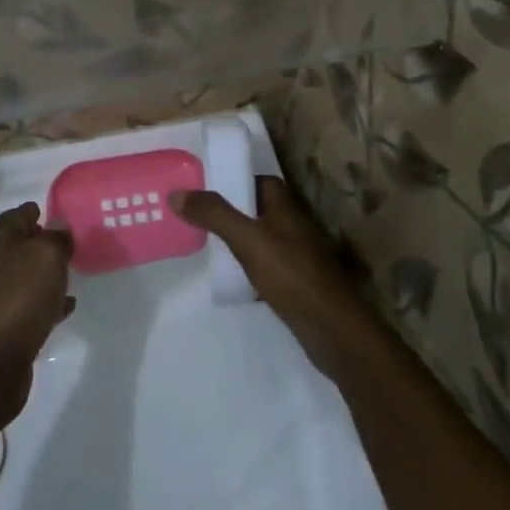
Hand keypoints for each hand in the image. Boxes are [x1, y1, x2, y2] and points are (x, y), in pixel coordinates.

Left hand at [0, 203, 74, 429]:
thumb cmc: (19, 297)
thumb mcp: (46, 256)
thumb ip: (56, 239)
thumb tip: (58, 226)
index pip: (14, 217)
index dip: (30, 211)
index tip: (47, 208)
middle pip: (17, 248)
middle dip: (39, 243)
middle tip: (66, 242)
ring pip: (25, 278)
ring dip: (44, 275)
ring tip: (70, 272)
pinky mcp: (5, 329)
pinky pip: (30, 307)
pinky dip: (47, 303)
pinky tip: (66, 307)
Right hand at [174, 177, 368, 373]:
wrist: (332, 329)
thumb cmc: (291, 275)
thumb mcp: (248, 240)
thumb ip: (214, 215)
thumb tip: (177, 193)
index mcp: (286, 209)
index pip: (262, 182)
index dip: (237, 181)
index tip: (205, 188)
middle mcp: (294, 228)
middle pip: (259, 211)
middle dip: (231, 212)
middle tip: (196, 217)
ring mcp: (298, 258)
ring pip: (262, 240)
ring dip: (238, 241)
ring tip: (204, 245)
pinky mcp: (296, 284)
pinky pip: (266, 267)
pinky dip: (248, 268)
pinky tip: (229, 278)